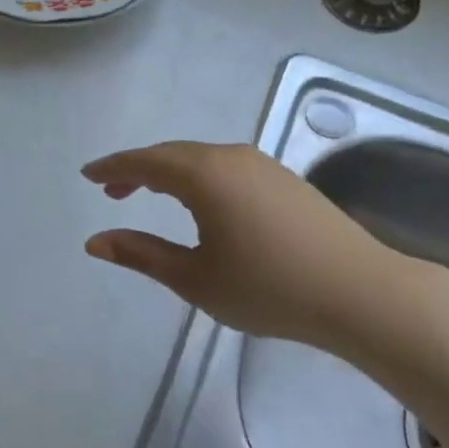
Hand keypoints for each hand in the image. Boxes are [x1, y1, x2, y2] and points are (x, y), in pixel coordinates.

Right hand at [82, 141, 438, 357]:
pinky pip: (226, 167)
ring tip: (148, 195)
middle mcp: (231, 157)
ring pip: (201, 159)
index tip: (88, 175)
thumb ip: (141, 254)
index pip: (145, 163)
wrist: (360, 292)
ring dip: (170, 173)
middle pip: (173, 155)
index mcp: (204, 174)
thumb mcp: (194, 278)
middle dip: (138, 169)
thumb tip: (95, 241)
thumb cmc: (268, 288)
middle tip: (112, 190)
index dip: (113, 168)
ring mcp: (262, 165)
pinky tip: (200, 202)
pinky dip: (199, 177)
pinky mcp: (284, 179)